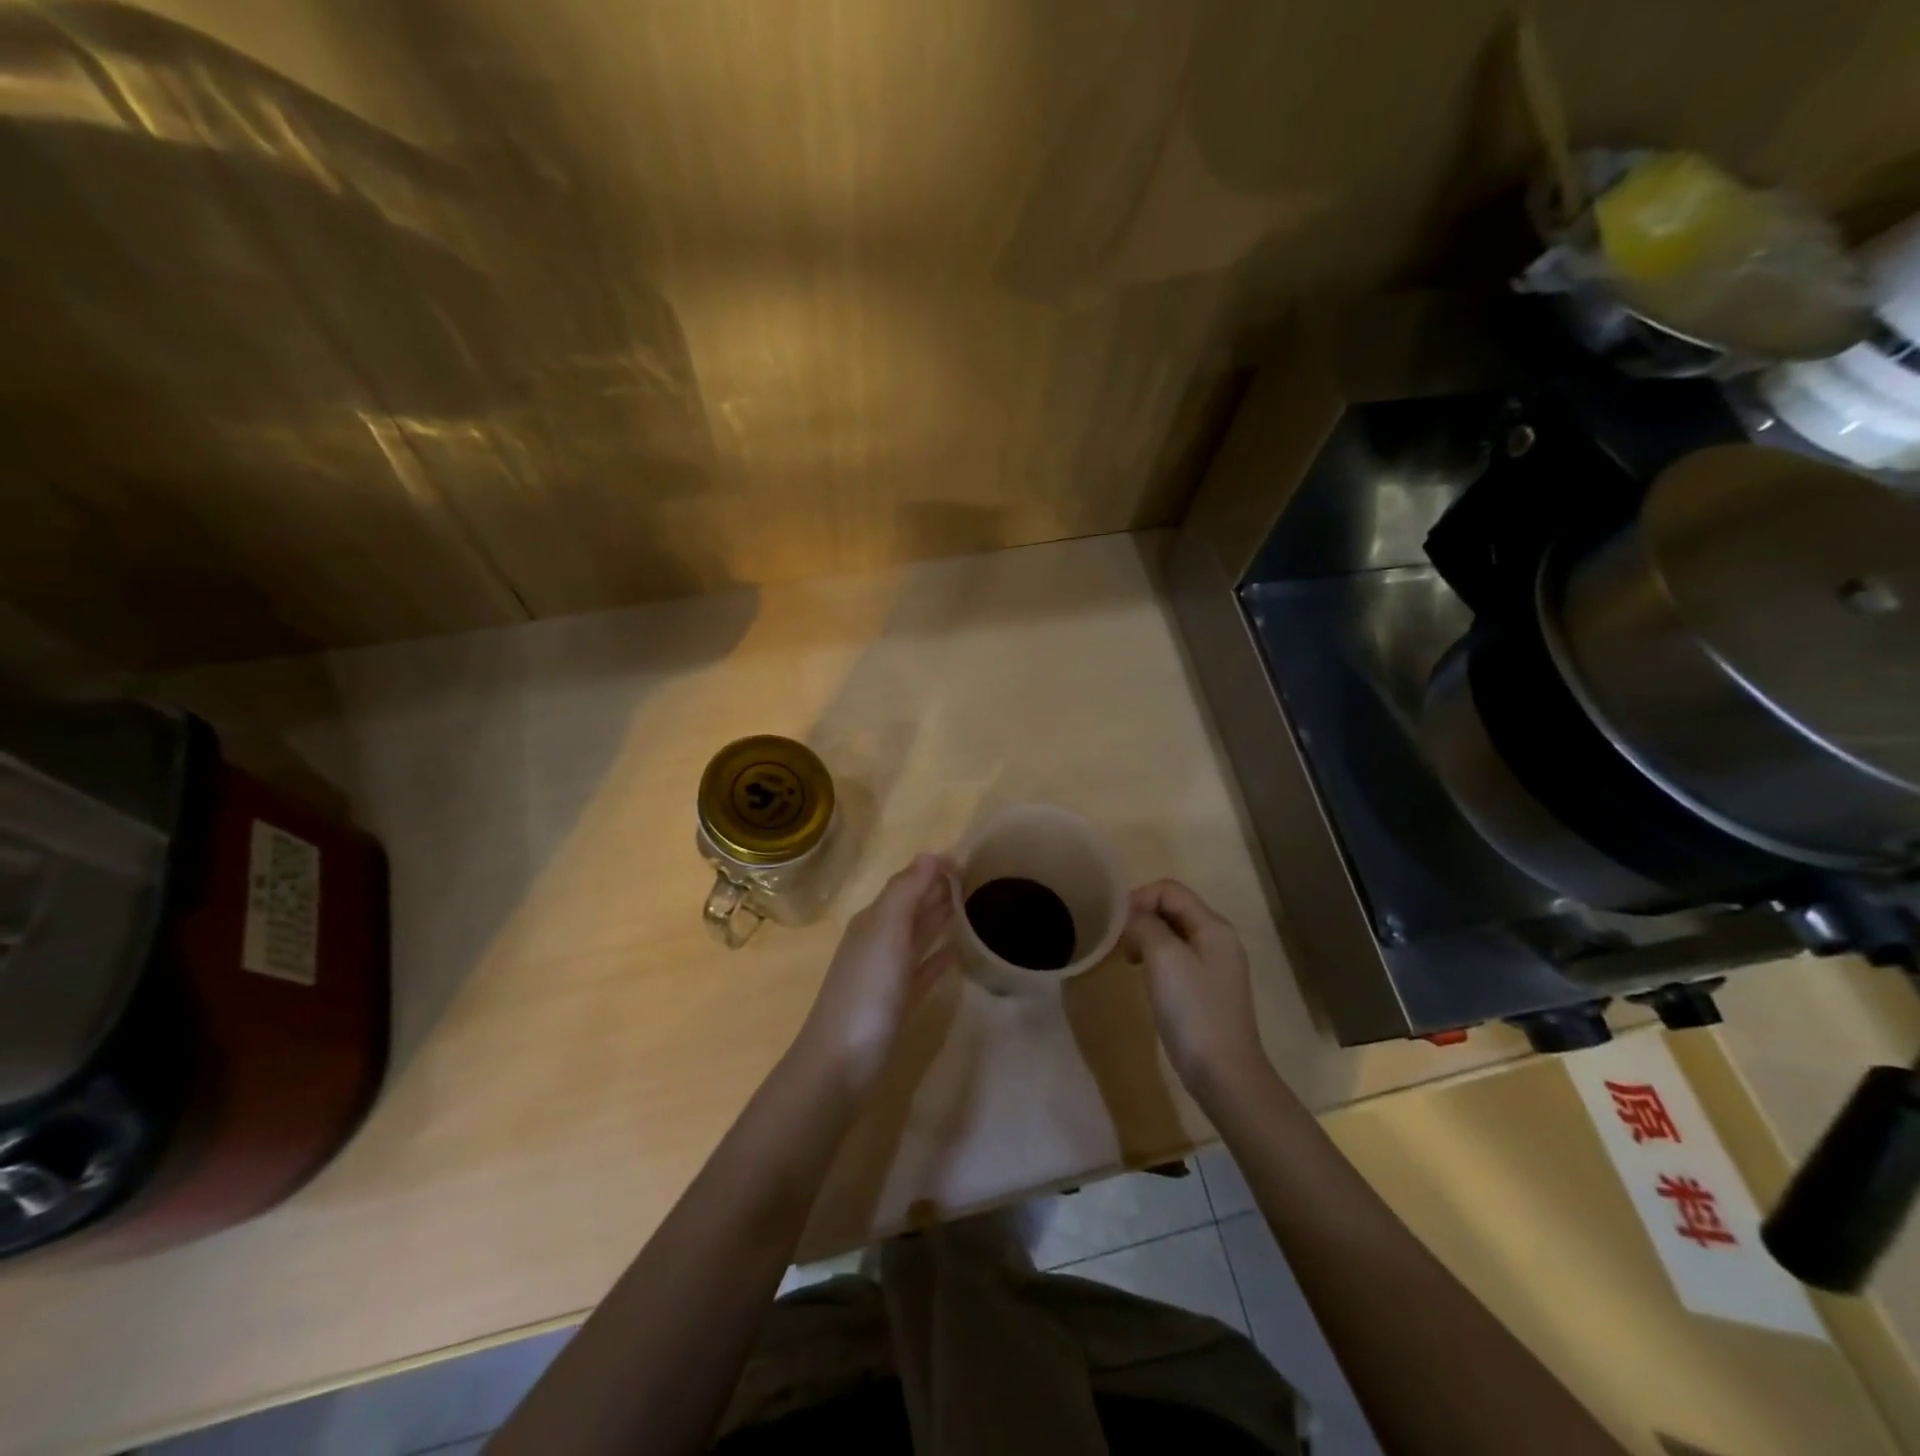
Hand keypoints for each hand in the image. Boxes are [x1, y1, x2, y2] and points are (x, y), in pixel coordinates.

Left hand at [794, 853, 957, 1092]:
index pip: (907, 882)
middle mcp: (879, 940)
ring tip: (975, 907)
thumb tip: (929, 855)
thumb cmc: (867, 990)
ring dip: (941, 919)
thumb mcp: (885, 931)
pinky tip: (958, 952)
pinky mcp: (898, 1002)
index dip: (934, 869)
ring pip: (918, 936)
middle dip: (940, 890)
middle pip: (913, 906)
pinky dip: (939, 957)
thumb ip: (906, 891)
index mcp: (874, 919)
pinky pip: (922, 969)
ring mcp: (887, 973)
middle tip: (980, 880)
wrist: (841, 1062)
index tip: (971, 861)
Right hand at [1124, 880, 1268, 1100]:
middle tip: (1120, 944)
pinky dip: (1156, 958)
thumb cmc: (1192, 1011)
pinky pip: (1177, 957)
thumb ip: (1145, 924)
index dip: (1139, 898)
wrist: (1224, 1074)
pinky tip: (1146, 978)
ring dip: (1146, 938)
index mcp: (1213, 926)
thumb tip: (1133, 916)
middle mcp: (1218, 939)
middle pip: (1173, 908)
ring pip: (1173, 933)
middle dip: (1142, 918)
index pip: (1170, 889)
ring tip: (1129, 960)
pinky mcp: (1208, 988)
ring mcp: (1215, 965)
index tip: (1116, 925)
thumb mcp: (1163, 957)